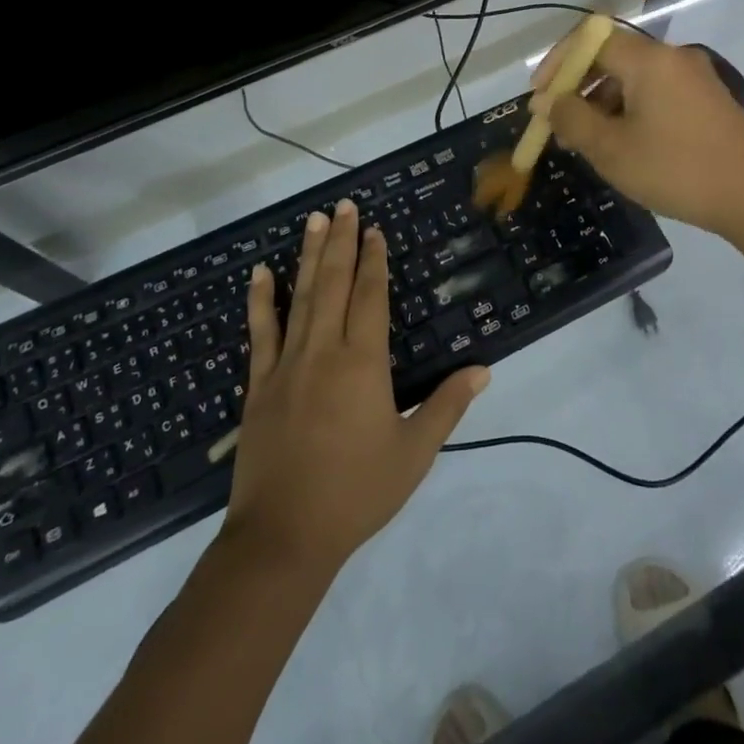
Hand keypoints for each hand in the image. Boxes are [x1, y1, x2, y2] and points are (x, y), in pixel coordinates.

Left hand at [221, 200, 489, 575]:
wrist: (283, 538)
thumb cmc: (356, 493)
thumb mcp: (414, 452)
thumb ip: (448, 405)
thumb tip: (483, 368)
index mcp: (363, 363)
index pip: (371, 297)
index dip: (374, 260)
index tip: (374, 229)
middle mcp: (324, 351)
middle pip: (334, 284)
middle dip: (341, 242)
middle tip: (343, 205)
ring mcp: (287, 365)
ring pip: (300, 297)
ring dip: (308, 256)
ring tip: (313, 220)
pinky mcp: (259, 385)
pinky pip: (260, 333)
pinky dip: (261, 300)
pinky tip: (261, 273)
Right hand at [533, 26, 743, 237]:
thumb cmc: (676, 170)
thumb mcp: (611, 149)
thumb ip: (571, 119)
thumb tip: (549, 102)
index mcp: (649, 60)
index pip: (589, 39)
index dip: (557, 63)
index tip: (539, 97)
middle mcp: (672, 57)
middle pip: (611, 56)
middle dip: (577, 86)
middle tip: (557, 123)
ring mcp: (694, 77)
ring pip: (633, 77)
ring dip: (602, 101)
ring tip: (586, 141)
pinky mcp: (707, 99)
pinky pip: (656, 92)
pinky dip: (629, 109)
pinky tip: (623, 143)